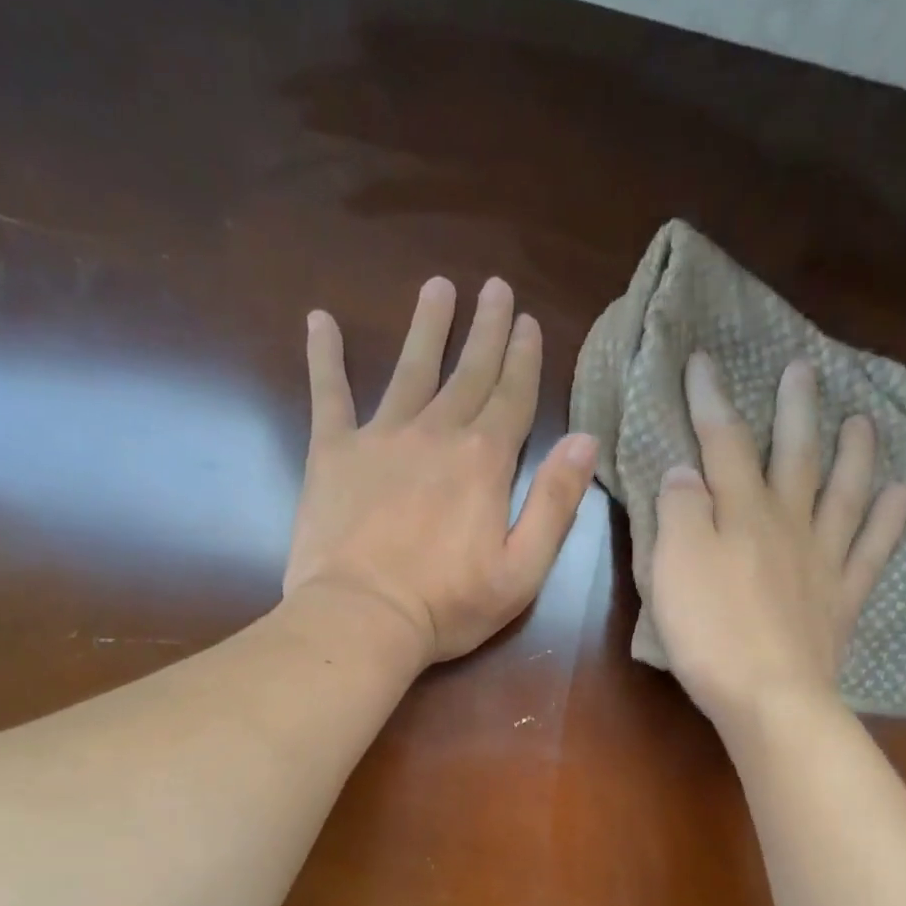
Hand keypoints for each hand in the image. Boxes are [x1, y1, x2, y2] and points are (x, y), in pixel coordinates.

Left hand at [283, 276, 597, 663]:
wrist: (361, 619)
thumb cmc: (448, 605)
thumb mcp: (522, 570)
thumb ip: (555, 504)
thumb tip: (584, 440)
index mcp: (484, 462)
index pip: (512, 397)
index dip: (523, 359)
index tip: (528, 322)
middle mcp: (436, 434)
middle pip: (467, 372)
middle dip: (486, 329)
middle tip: (495, 288)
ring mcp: (381, 438)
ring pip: (409, 370)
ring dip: (426, 327)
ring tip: (437, 287)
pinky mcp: (333, 453)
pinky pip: (329, 394)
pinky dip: (325, 357)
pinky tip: (320, 321)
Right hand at [651, 352, 905, 734]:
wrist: (768, 697)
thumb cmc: (709, 632)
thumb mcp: (672, 566)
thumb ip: (678, 511)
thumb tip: (687, 472)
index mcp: (741, 513)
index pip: (724, 443)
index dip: (712, 400)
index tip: (703, 360)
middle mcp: (789, 524)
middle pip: (795, 456)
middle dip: (796, 410)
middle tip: (804, 369)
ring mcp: (823, 560)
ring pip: (844, 493)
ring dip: (854, 453)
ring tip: (863, 421)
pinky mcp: (843, 599)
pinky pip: (873, 550)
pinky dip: (889, 518)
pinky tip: (901, 493)